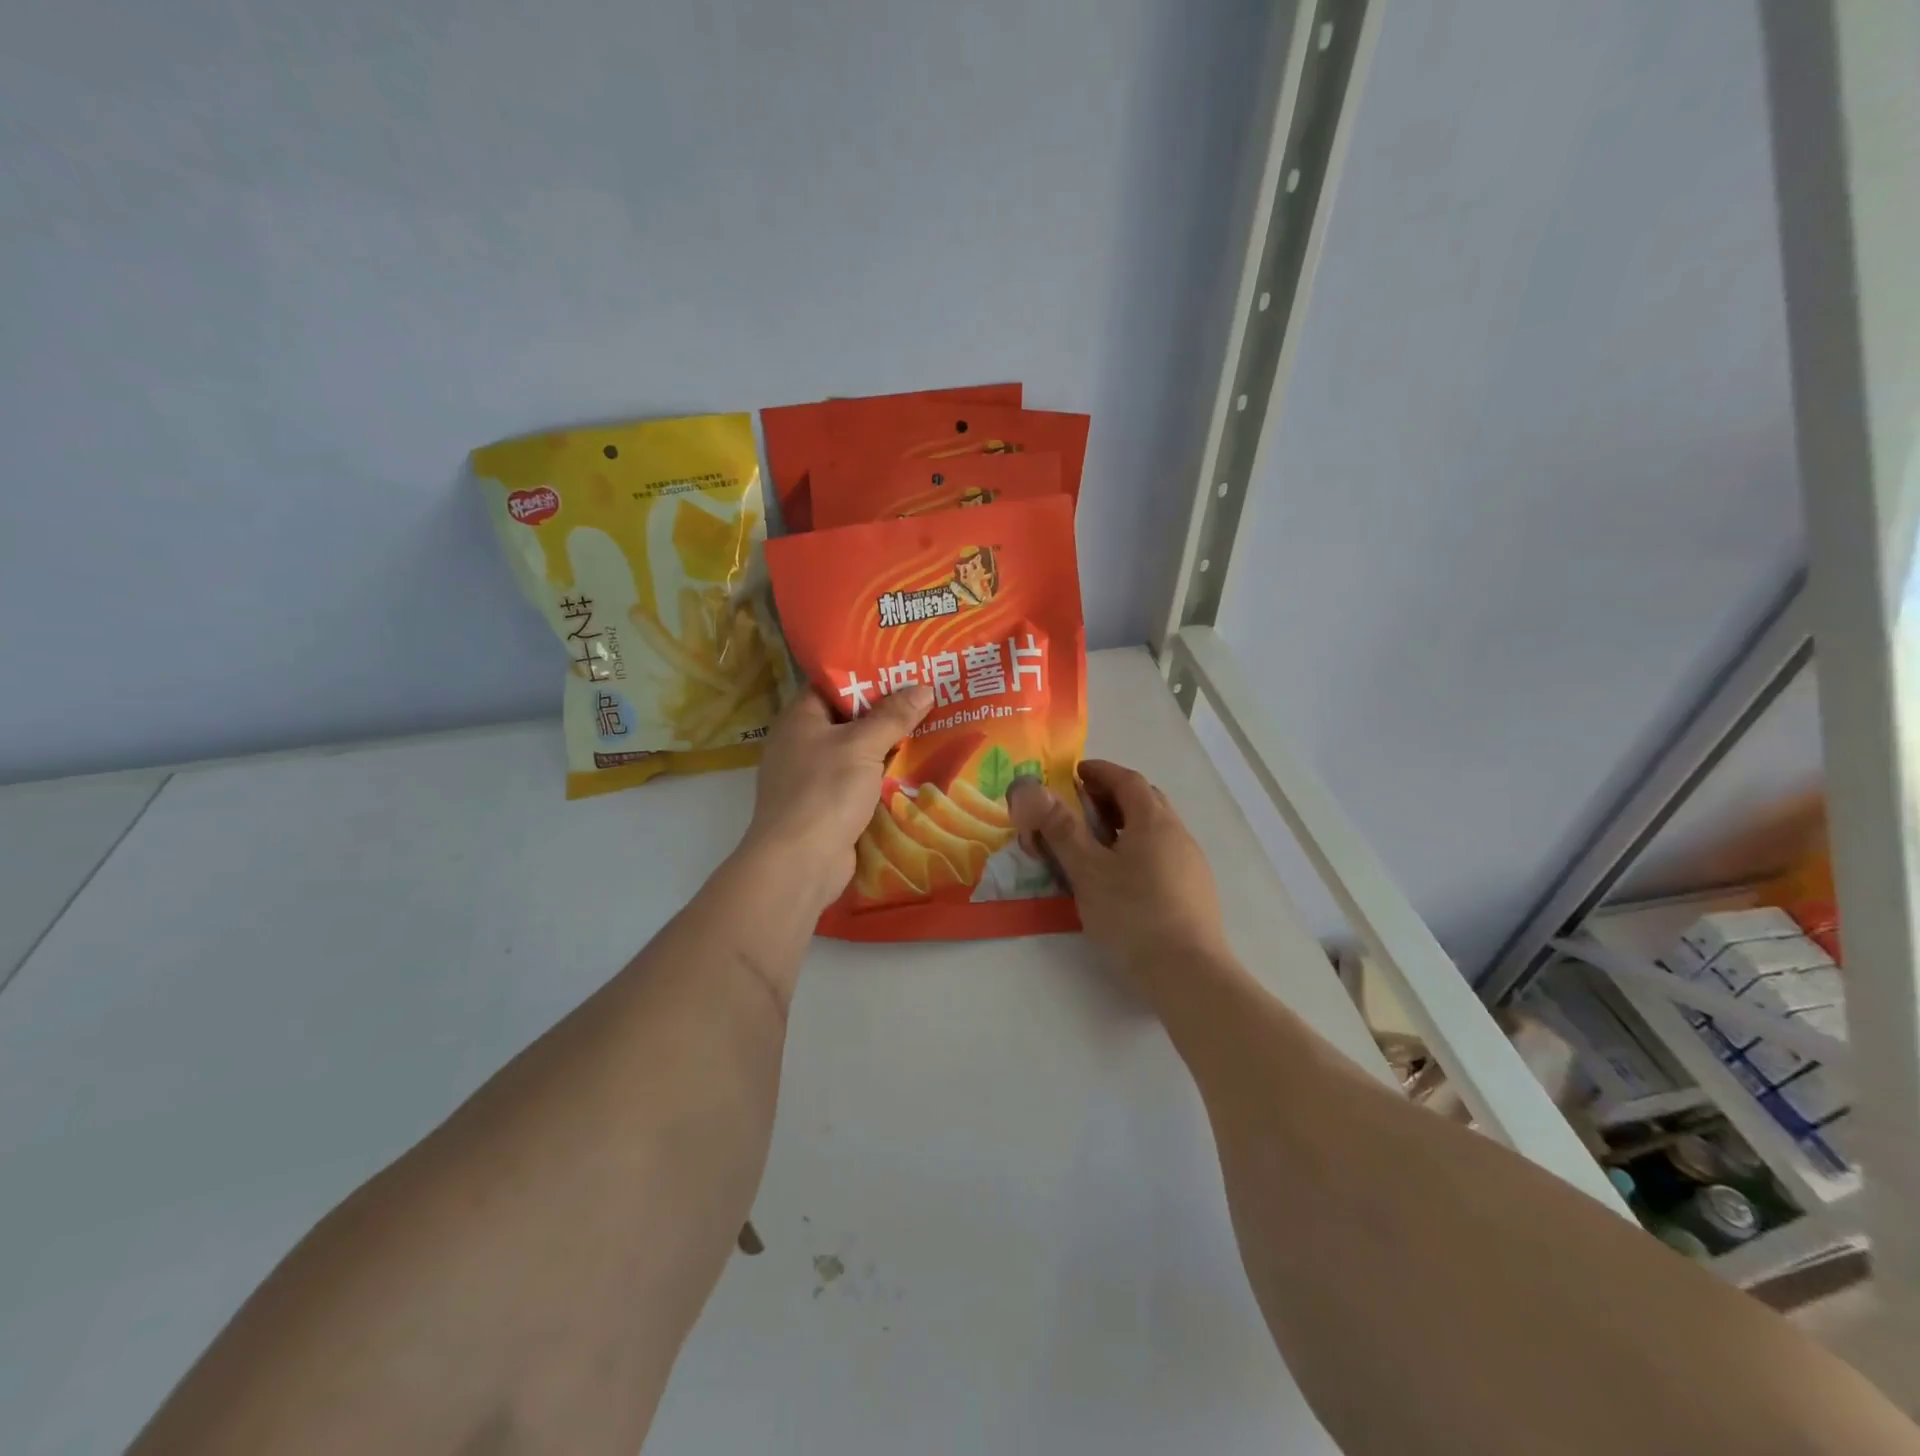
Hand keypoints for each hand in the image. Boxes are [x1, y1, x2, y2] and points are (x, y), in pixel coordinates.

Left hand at [743, 685, 935, 912]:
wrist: (799, 862)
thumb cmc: (824, 791)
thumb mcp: (862, 746)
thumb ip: (892, 716)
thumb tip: (924, 687)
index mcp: (800, 719)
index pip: (832, 684)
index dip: (866, 674)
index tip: (903, 668)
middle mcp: (801, 744)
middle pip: (848, 719)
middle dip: (886, 711)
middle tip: (928, 697)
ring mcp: (812, 778)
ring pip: (856, 753)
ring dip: (888, 747)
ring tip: (931, 729)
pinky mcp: (826, 808)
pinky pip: (859, 783)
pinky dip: (882, 778)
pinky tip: (916, 771)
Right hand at [1007, 759, 1229, 992]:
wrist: (1187, 973)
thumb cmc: (1132, 914)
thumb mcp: (1087, 870)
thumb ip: (1060, 828)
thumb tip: (1032, 789)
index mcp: (1153, 821)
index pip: (1127, 780)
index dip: (1100, 771)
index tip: (1075, 773)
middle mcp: (1178, 834)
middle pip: (1146, 801)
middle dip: (1113, 795)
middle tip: (1082, 806)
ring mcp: (1191, 864)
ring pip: (1156, 829)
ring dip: (1127, 824)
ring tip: (1098, 843)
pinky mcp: (1196, 891)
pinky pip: (1164, 854)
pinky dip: (1139, 849)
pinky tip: (1123, 877)